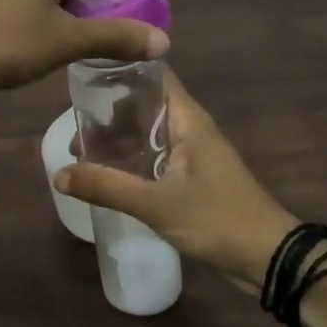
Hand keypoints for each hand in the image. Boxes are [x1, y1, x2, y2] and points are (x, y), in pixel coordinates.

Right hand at [55, 70, 296, 286]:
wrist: (267, 258)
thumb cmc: (217, 219)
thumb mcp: (156, 204)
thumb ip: (107, 187)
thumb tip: (59, 174)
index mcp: (187, 119)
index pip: (153, 75)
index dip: (121, 69)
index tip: (85, 74)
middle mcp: (189, 129)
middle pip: (144, 105)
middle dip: (110, 112)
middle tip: (75, 126)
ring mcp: (192, 154)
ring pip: (148, 133)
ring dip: (119, 139)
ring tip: (83, 152)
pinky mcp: (192, 178)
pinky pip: (155, 157)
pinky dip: (131, 159)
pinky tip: (109, 175)